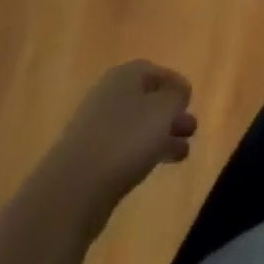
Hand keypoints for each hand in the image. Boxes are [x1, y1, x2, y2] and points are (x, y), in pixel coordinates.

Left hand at [42, 61, 197, 230]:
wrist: (72, 191)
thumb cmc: (125, 139)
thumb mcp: (164, 110)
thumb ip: (177, 95)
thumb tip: (178, 92)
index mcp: (125, 76)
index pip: (156, 72)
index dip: (176, 85)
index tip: (191, 103)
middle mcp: (108, 96)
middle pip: (147, 99)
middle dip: (170, 114)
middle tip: (191, 130)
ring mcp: (95, 128)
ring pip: (137, 126)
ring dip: (160, 136)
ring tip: (182, 153)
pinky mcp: (88, 159)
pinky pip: (123, 148)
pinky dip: (143, 153)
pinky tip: (155, 167)